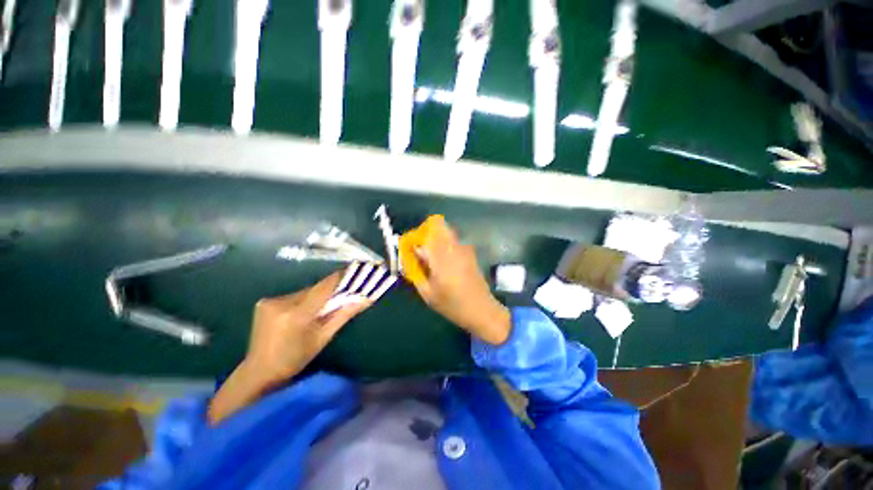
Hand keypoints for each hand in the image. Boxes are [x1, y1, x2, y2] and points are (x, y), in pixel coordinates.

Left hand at [245, 271, 369, 383]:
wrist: (259, 371)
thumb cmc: (295, 359)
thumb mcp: (323, 337)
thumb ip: (344, 314)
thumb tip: (365, 299)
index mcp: (297, 314)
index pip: (325, 287)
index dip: (341, 278)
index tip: (356, 272)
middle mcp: (282, 302)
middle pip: (315, 288)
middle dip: (330, 290)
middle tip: (345, 292)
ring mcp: (270, 301)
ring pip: (305, 291)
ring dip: (317, 295)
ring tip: (324, 306)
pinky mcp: (265, 302)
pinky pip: (293, 295)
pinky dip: (304, 300)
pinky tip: (305, 311)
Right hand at [411, 218, 510, 344]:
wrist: (481, 310)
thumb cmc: (452, 305)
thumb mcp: (428, 293)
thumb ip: (416, 272)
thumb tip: (412, 256)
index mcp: (442, 258)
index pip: (426, 235)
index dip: (416, 236)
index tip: (410, 247)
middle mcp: (454, 248)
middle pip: (440, 227)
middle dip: (427, 234)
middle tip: (421, 250)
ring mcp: (464, 249)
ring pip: (447, 233)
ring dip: (437, 239)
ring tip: (432, 257)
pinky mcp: (470, 253)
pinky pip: (454, 241)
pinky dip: (446, 245)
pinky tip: (444, 262)